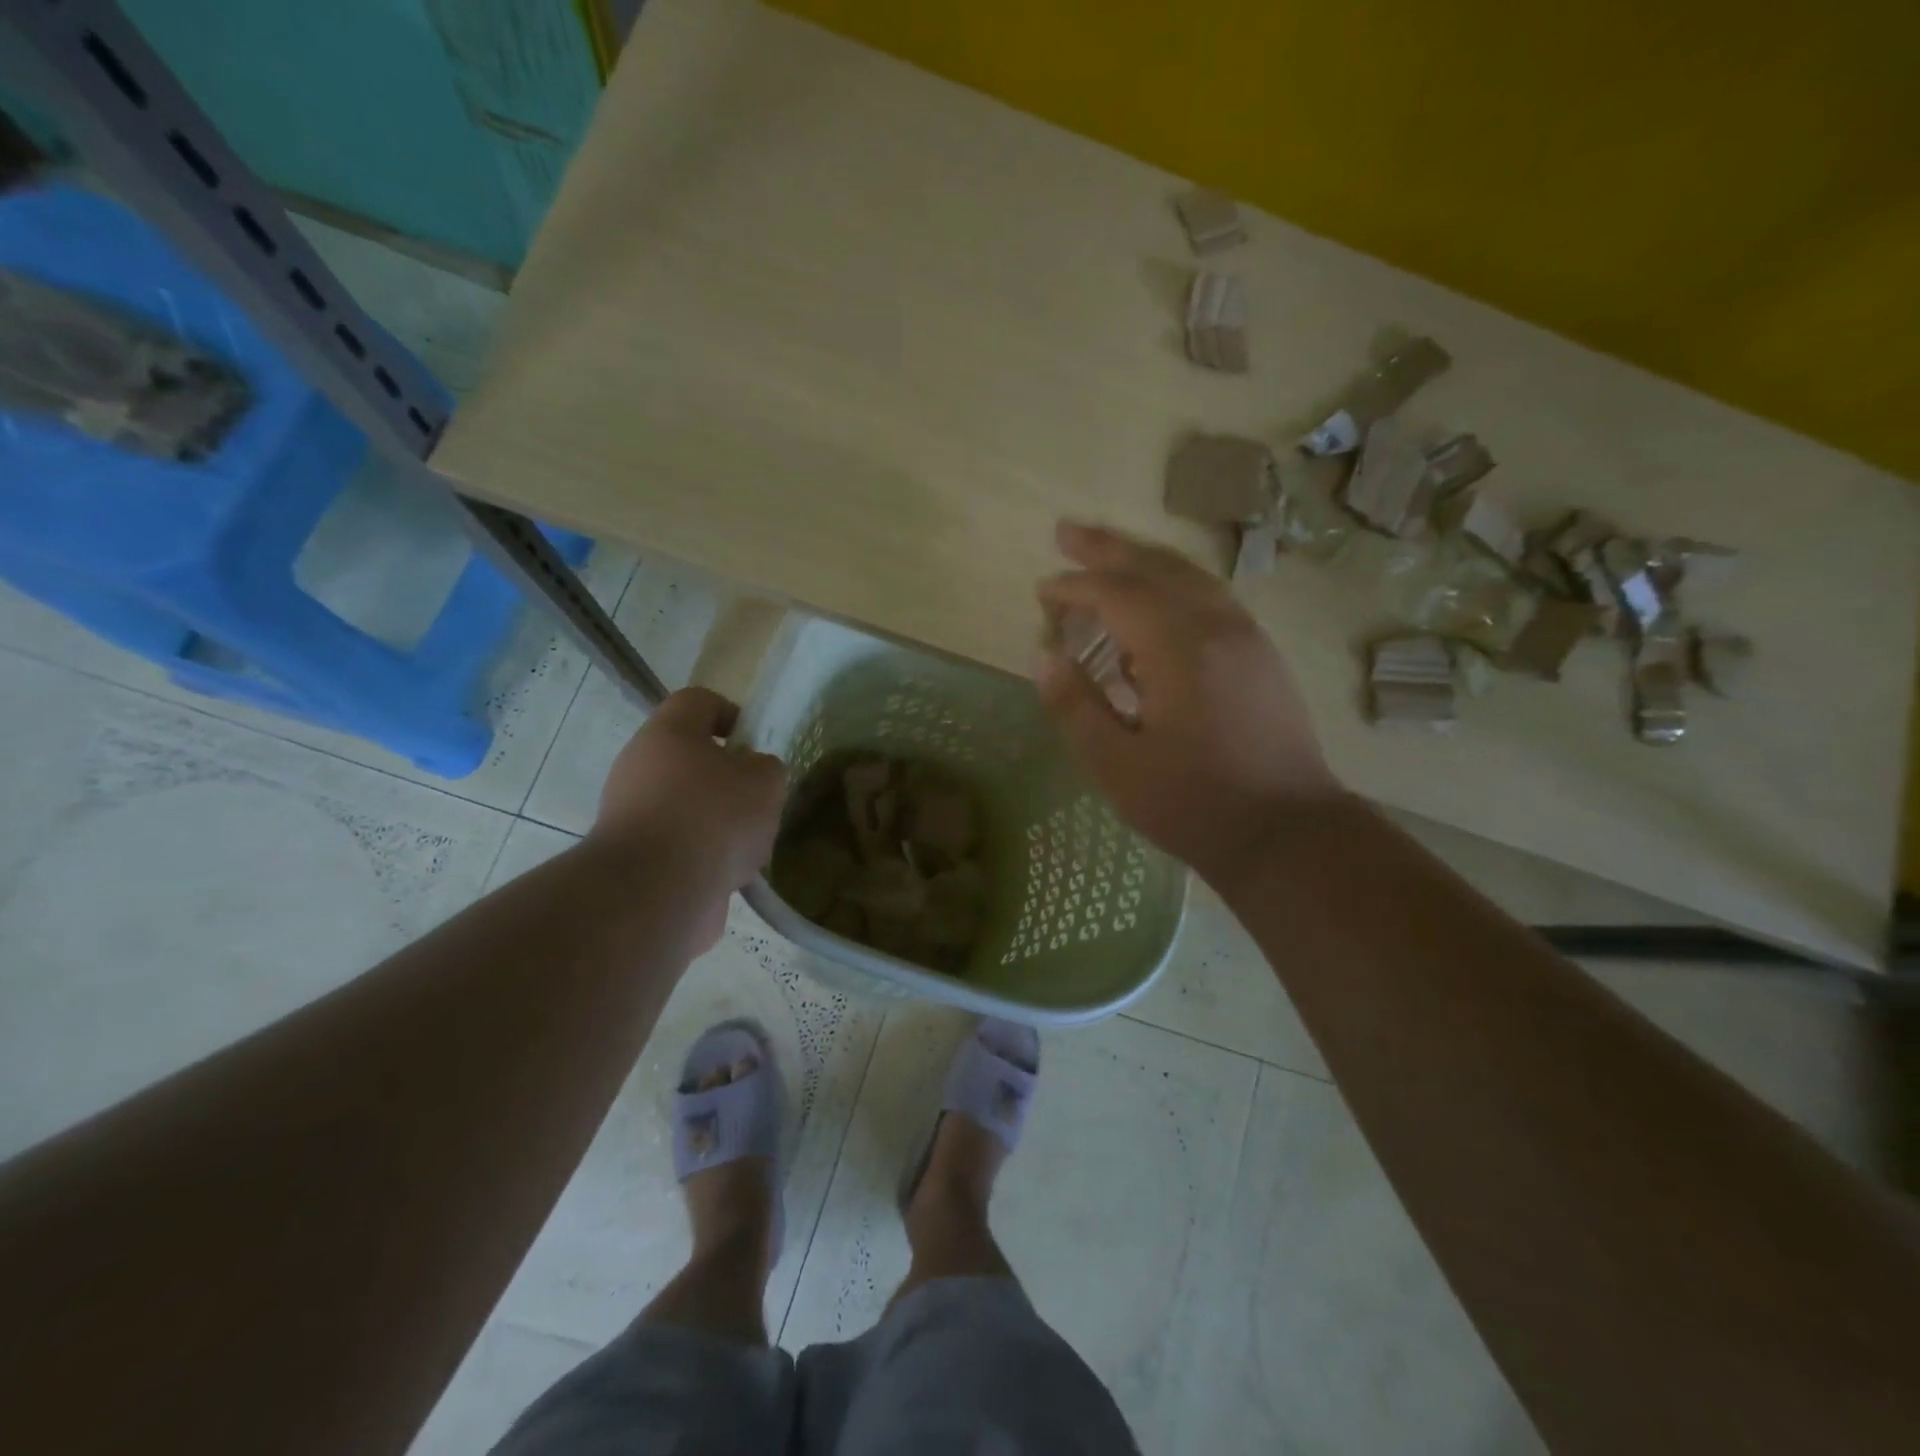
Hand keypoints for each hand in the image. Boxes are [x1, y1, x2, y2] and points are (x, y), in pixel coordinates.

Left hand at [594, 688, 786, 946]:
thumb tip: (752, 775)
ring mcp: (630, 814)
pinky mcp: (633, 858)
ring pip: (685, 805)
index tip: (754, 742)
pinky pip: (678, 846)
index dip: (731, 713)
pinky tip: (729, 874)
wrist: (656, 892)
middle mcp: (640, 766)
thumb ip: (766, 768)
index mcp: (668, 733)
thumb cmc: (713, 816)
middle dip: (728, 778)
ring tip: (749, 845)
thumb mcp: (765, 780)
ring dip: (718, 822)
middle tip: (758, 798)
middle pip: (689, 758)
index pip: (698, 701)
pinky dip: (704, 856)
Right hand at [1035, 521, 1345, 884]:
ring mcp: (1246, 636)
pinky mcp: (1260, 655)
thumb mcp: (1117, 766)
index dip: (1074, 587)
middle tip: (1066, 531)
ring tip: (1106, 553)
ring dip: (1143, 559)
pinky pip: (1210, 597)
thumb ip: (1076, 706)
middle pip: (1156, 566)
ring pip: (1188, 576)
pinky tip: (1156, 603)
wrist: (1289, 833)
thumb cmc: (1195, 804)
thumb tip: (1044, 657)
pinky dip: (1173, 584)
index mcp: (1180, 648)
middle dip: (1107, 547)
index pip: (1117, 594)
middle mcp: (1217, 626)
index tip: (1041, 590)